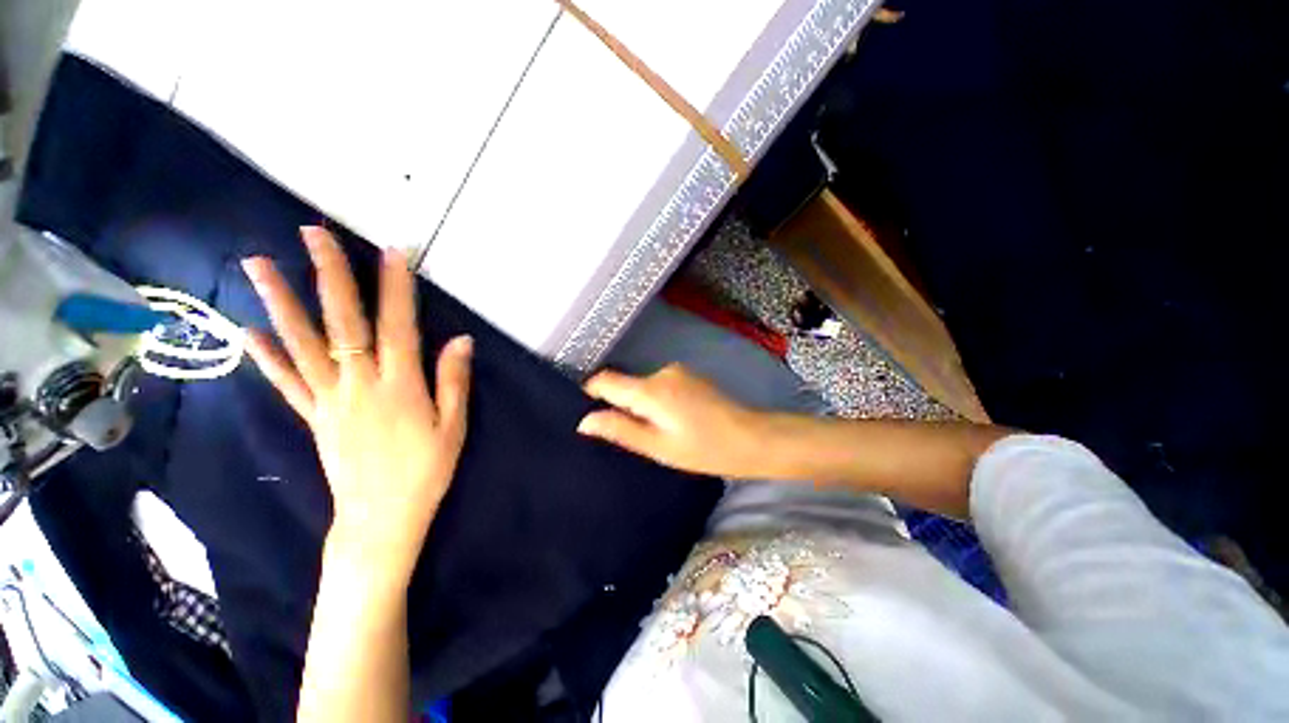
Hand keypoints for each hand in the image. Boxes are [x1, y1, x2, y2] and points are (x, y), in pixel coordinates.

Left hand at [241, 227, 471, 580]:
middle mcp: (358, 384)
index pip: (397, 326)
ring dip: (280, 302)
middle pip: (341, 322)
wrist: (381, 518)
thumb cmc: (426, 471)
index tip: (390, 252)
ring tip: (257, 264)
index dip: (395, 288)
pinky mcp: (313, 417)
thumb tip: (461, 340)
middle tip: (312, 233)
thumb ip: (453, 381)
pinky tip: (250, 331)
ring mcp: (328, 399)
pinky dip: (267, 355)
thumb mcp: (454, 427)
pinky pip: (286, 381)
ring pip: (301, 344)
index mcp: (399, 386)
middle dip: (329, 275)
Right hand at [578, 364, 769, 478]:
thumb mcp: (657, 447)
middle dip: (621, 406)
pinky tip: (672, 422)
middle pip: (626, 385)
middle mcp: (661, 372)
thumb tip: (584, 421)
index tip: (588, 414)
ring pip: (643, 387)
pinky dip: (657, 402)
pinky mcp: (688, 376)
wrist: (751, 438)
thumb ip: (620, 430)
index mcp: (650, 390)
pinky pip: (660, 386)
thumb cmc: (703, 449)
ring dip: (642, 406)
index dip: (590, 394)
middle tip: (629, 436)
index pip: (605, 380)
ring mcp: (677, 371)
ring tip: (654, 432)